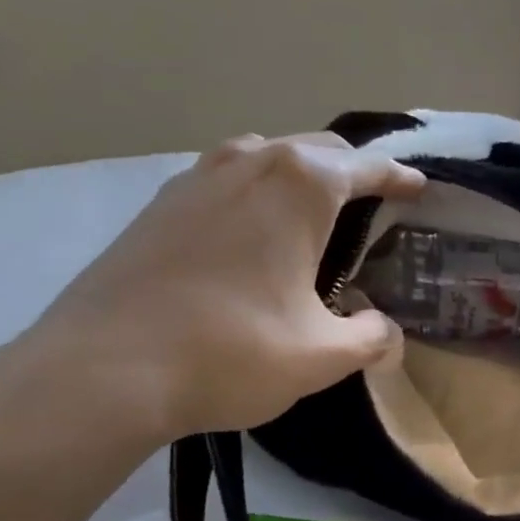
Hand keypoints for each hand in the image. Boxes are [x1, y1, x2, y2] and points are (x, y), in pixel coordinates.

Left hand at [18, 132, 423, 438]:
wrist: (100, 371)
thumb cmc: (230, 352)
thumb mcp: (322, 356)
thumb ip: (371, 338)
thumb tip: (385, 331)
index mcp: (300, 188)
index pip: (366, 167)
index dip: (399, 177)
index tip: (419, 188)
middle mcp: (249, 165)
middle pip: (316, 149)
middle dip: (352, 169)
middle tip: (374, 203)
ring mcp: (196, 180)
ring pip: (264, 155)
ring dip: (298, 173)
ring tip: (314, 212)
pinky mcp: (158, 206)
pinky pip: (225, 178)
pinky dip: (255, 190)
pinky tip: (252, 232)